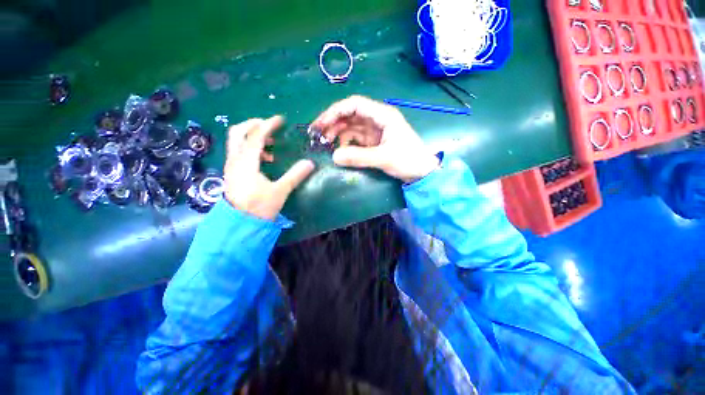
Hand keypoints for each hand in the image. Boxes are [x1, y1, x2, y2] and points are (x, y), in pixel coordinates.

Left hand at [223, 116, 314, 220]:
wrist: (239, 224)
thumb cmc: (259, 207)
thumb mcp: (280, 191)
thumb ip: (295, 175)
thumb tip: (310, 163)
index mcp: (246, 162)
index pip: (255, 135)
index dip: (268, 124)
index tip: (281, 120)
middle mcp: (235, 160)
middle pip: (238, 132)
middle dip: (254, 124)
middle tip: (270, 126)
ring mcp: (231, 165)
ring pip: (237, 141)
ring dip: (252, 137)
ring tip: (270, 145)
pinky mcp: (233, 172)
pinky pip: (239, 151)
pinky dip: (251, 148)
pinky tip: (264, 159)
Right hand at [312, 96, 438, 182]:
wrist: (422, 172)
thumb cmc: (409, 160)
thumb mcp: (384, 158)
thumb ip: (359, 157)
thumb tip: (334, 156)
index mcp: (382, 115)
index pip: (354, 105)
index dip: (335, 111)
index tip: (321, 124)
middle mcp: (377, 119)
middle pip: (350, 115)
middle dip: (333, 122)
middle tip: (317, 135)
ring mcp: (374, 131)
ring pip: (351, 127)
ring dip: (337, 133)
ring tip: (325, 144)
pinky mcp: (373, 142)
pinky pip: (355, 139)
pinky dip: (345, 143)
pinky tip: (340, 150)